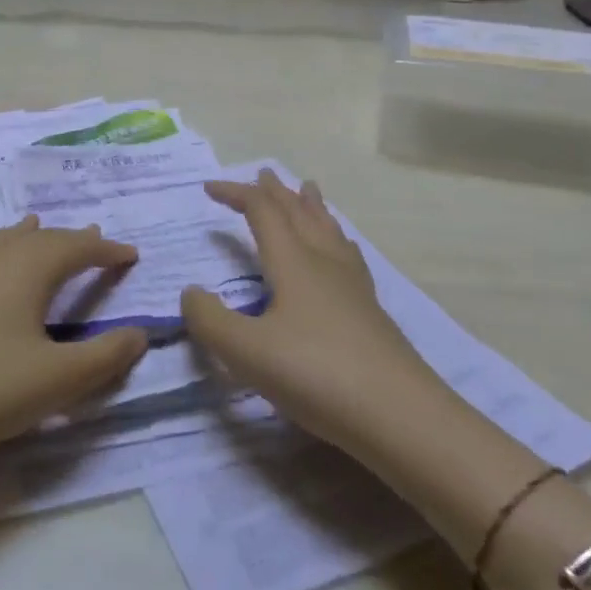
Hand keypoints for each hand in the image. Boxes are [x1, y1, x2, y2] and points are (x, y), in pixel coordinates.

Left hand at [0, 216, 149, 469]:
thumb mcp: (58, 380)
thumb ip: (105, 356)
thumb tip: (141, 332)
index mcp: (29, 270)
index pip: (77, 249)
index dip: (106, 250)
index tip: (130, 255)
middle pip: (39, 241)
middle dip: (69, 240)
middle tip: (92, 240)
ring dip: (20, 234)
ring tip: (35, 224)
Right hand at [181, 170, 431, 452]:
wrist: (400, 415)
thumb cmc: (316, 375)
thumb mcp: (246, 351)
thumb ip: (209, 320)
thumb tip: (190, 293)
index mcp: (293, 262)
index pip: (261, 212)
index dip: (235, 194)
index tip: (208, 188)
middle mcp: (324, 263)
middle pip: (299, 213)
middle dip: (276, 192)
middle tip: (263, 174)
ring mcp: (353, 286)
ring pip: (329, 230)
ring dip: (311, 207)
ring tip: (308, 190)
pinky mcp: (370, 311)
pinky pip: (348, 255)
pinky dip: (335, 239)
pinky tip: (342, 251)